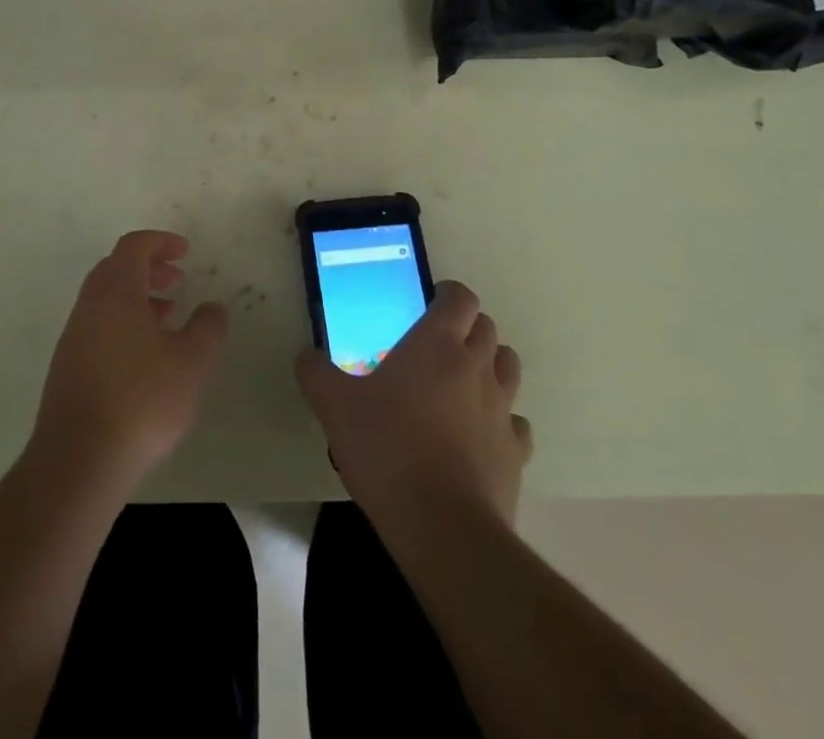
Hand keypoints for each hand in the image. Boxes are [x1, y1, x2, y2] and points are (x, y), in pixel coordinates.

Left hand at [29, 230, 228, 487]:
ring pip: (107, 300)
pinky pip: (99, 326)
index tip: (185, 252)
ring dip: (137, 298)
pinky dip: (123, 323)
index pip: (134, 246)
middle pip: (116, 268)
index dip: (160, 241)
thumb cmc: (141, 399)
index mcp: (115, 291)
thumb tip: (213, 308)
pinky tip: (145, 357)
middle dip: (149, 269)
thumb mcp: (191, 363)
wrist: (78, 459)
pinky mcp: (67, 366)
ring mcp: (74, 336)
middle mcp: (89, 305)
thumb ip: (208, 328)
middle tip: (177, 281)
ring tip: (168, 318)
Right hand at [296, 281, 530, 526]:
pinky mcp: (516, 451)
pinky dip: (501, 420)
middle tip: (436, 346)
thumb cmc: (387, 450)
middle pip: (487, 328)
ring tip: (460, 384)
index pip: (460, 298)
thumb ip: (316, 373)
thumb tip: (307, 356)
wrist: (443, 528)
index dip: (448, 294)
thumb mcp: (334, 407)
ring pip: (508, 367)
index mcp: (437, 344)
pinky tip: (477, 435)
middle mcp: (476, 366)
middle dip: (466, 328)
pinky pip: (515, 422)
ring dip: (489, 365)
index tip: (428, 304)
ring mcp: (502, 409)